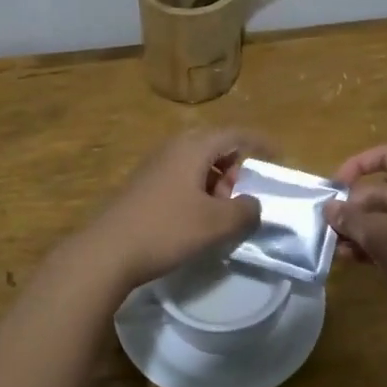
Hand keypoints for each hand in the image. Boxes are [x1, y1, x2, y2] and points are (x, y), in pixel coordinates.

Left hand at [77, 129, 267, 292]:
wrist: (107, 251)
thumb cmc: (166, 229)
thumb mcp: (215, 223)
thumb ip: (244, 211)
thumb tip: (253, 204)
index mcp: (193, 147)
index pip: (235, 134)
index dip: (260, 143)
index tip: (280, 156)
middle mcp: (173, 148)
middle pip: (215, 147)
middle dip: (235, 168)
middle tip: (244, 195)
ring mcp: (154, 166)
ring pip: (197, 164)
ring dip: (216, 182)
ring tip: (222, 212)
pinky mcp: (143, 185)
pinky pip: (181, 177)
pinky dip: (198, 191)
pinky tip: (196, 220)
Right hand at [326, 144, 386, 316]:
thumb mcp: (383, 239)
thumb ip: (353, 220)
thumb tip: (329, 207)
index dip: (358, 165)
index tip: (335, 188)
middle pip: (382, 191)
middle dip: (352, 207)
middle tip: (327, 227)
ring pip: (385, 218)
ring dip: (359, 229)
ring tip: (335, 248)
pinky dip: (373, 245)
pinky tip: (351, 260)